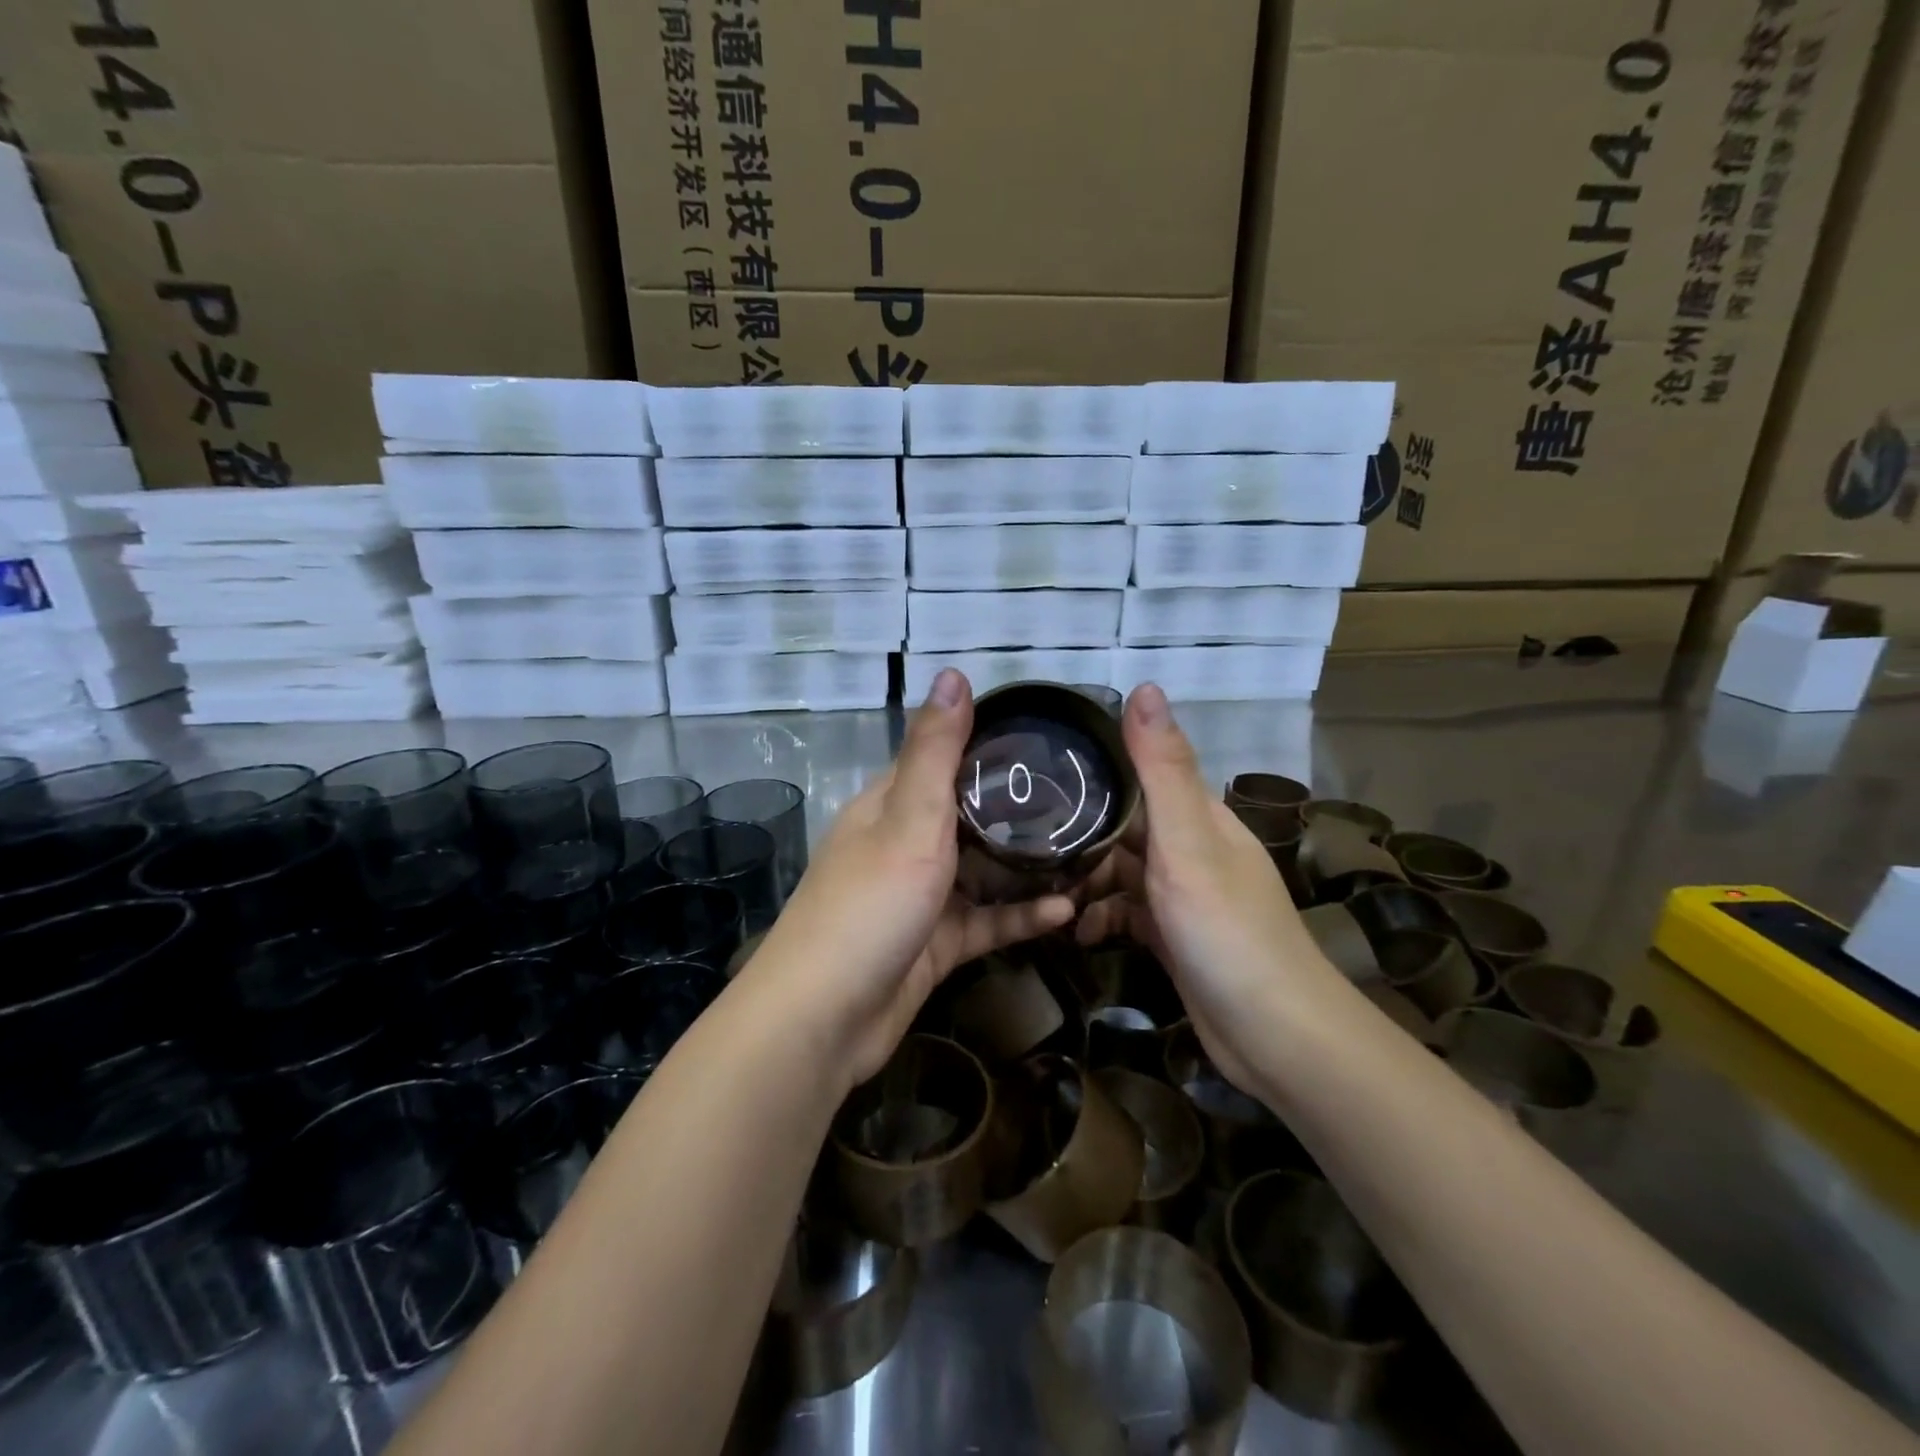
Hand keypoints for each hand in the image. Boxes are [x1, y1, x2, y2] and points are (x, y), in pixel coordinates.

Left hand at [747, 669, 1075, 1087]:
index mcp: (890, 805)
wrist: (823, 1019)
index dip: (989, 745)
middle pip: (968, 815)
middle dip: (1020, 810)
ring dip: (1027, 867)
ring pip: (982, 871)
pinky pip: (985, 921)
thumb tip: (953, 672)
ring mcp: (920, 897)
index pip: (942, 758)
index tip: (1048, 740)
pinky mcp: (935, 944)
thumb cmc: (869, 906)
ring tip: (1089, 853)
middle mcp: (903, 843)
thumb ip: (936, 752)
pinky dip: (1020, 916)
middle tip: (1086, 801)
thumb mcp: (909, 820)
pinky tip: (1066, 912)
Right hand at [1075, 685, 1342, 1093]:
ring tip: (1038, 887)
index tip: (1035, 773)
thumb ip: (1162, 770)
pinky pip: (1126, 912)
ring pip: (1120, 870)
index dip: (1091, 770)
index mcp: (1198, 816)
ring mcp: (1182, 894)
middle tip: (1020, 839)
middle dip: (1078, 831)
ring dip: (1084, 878)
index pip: (1139, 774)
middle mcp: (1191, 847)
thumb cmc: (1227, 930)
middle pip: (1124, 824)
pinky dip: (1101, 917)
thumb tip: (1144, 686)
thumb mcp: (1188, 843)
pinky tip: (1077, 931)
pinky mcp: (1173, 935)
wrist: (1274, 1036)